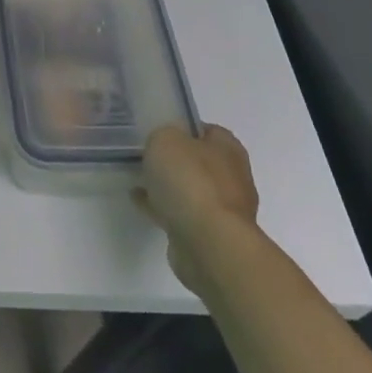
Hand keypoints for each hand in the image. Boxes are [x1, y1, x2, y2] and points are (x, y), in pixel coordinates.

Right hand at [135, 123, 261, 296]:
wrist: (209, 245)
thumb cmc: (191, 181)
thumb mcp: (166, 139)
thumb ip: (163, 135)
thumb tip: (166, 144)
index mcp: (228, 149)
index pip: (206, 129)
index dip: (182, 127)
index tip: (158, 131)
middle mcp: (233, 177)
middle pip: (199, 161)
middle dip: (175, 160)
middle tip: (147, 156)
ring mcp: (224, 210)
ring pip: (191, 190)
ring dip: (169, 187)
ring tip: (139, 179)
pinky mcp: (212, 237)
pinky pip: (183, 215)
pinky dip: (164, 208)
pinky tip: (141, 202)